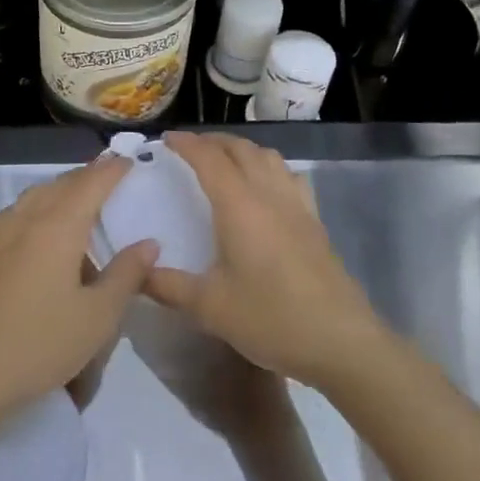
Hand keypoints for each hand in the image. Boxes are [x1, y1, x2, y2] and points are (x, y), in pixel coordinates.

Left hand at [0, 155, 156, 428]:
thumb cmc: (39, 344)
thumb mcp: (97, 318)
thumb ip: (125, 275)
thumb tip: (149, 244)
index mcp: (58, 227)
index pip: (91, 184)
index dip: (112, 170)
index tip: (129, 161)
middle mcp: (26, 218)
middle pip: (61, 184)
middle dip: (86, 177)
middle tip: (108, 178)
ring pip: (34, 196)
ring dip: (59, 191)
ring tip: (77, 203)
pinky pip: (15, 214)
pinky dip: (35, 209)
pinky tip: (37, 231)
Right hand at [146, 133, 387, 390]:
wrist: (341, 341)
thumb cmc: (272, 318)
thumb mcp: (211, 307)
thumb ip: (169, 286)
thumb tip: (138, 271)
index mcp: (239, 205)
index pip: (209, 158)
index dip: (186, 143)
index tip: (166, 139)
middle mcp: (268, 193)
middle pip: (240, 149)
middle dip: (212, 141)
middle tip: (189, 148)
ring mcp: (296, 205)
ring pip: (267, 156)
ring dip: (241, 149)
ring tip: (224, 160)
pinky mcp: (315, 221)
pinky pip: (289, 176)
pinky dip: (269, 166)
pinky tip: (266, 186)